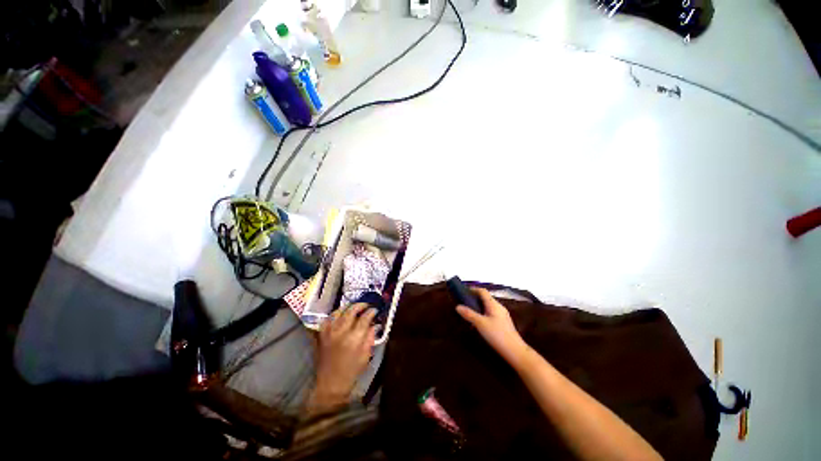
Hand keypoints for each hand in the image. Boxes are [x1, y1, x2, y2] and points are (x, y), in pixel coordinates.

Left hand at [308, 303, 375, 413]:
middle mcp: (341, 332)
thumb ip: (370, 337)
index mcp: (354, 338)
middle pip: (351, 311)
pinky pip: (328, 319)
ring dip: (348, 307)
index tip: (375, 310)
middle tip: (366, 305)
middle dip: (361, 305)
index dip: (371, 312)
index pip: (365, 318)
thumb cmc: (352, 371)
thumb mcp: (366, 355)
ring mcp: (330, 332)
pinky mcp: (322, 335)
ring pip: (339, 312)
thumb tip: (373, 324)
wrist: (330, 384)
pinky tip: (340, 315)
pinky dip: (335, 314)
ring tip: (354, 308)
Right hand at [456, 288, 528, 365]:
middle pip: (485, 298)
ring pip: (488, 306)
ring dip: (479, 307)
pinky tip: (479, 323)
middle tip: (464, 303)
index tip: (464, 292)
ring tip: (469, 313)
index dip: (473, 289)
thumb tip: (457, 306)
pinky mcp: (503, 323)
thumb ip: (469, 314)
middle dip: (475, 299)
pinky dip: (483, 314)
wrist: (515, 351)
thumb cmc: (497, 334)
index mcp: (493, 304)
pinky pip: (491, 313)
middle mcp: (499, 307)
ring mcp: (502, 315)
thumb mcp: (480, 324)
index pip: (483, 291)